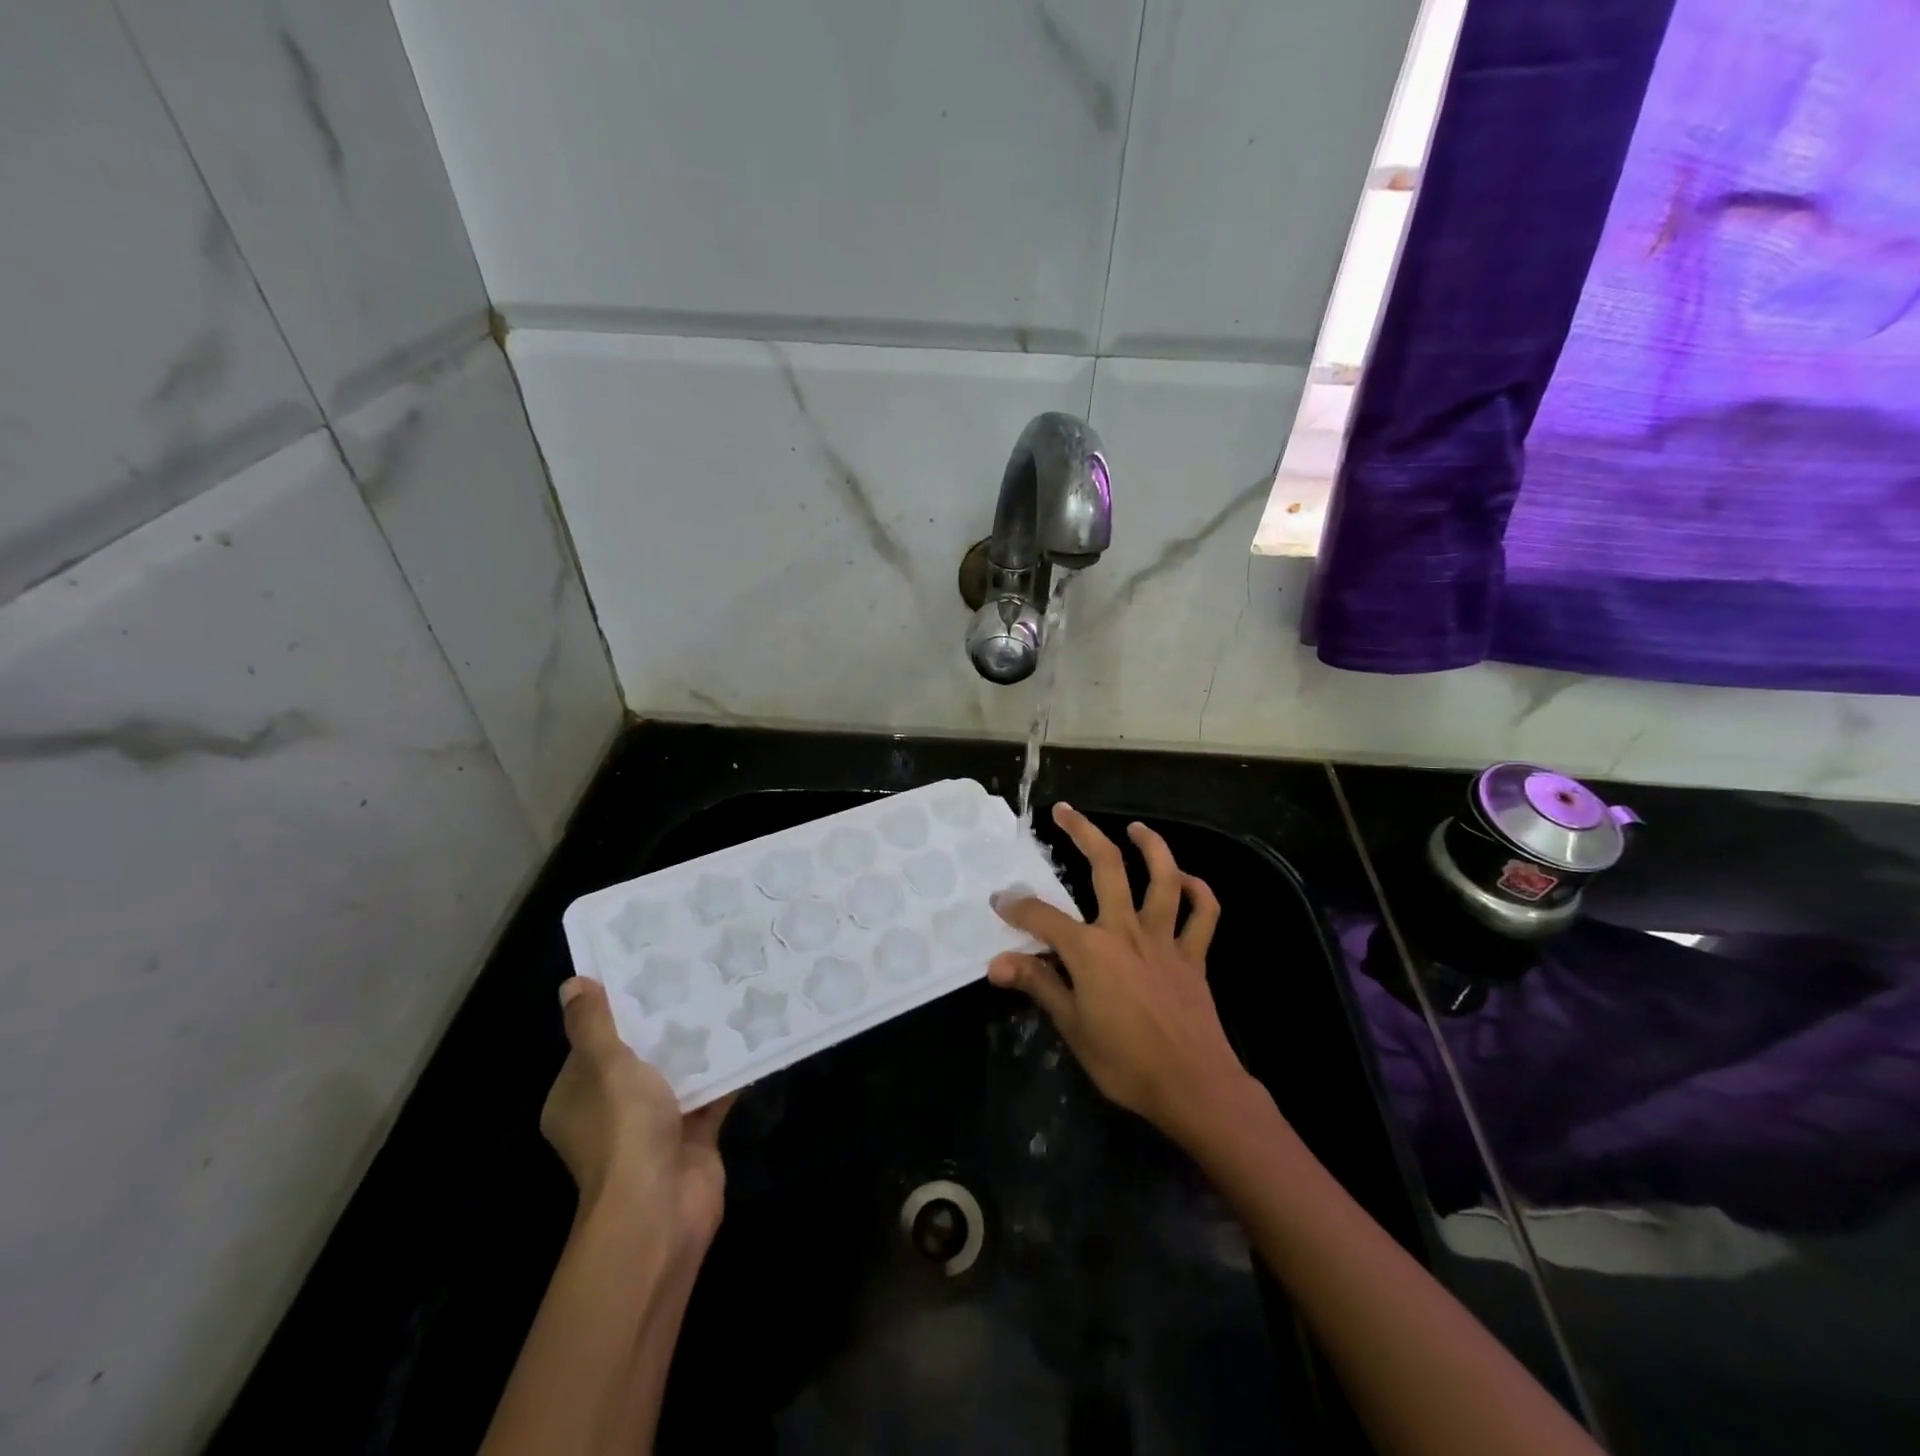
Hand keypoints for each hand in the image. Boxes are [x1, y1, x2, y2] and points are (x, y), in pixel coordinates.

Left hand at [542, 978, 733, 1256]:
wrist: (659, 1208)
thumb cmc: (624, 1130)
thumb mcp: (605, 1066)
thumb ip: (594, 1025)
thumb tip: (572, 984)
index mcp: (578, 1098)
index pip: (592, 1044)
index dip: (615, 1010)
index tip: (645, 972)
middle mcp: (612, 1112)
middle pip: (638, 1056)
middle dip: (664, 1023)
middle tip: (693, 974)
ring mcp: (654, 1126)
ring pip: (677, 1074)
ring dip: (698, 1044)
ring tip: (724, 993)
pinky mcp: (692, 1136)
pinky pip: (711, 1094)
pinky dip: (727, 1070)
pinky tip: (749, 1033)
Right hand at [989, 804, 1249, 1143]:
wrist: (1194, 1087)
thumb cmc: (1125, 1062)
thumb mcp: (1072, 1028)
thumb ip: (1037, 985)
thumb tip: (995, 964)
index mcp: (1091, 949)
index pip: (1043, 917)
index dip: (1017, 907)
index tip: (1000, 901)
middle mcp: (1126, 930)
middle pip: (1106, 867)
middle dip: (1082, 833)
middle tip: (1065, 812)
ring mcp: (1165, 939)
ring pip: (1163, 878)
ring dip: (1151, 846)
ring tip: (1136, 828)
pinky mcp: (1194, 955)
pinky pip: (1203, 914)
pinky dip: (1198, 892)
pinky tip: (1187, 881)